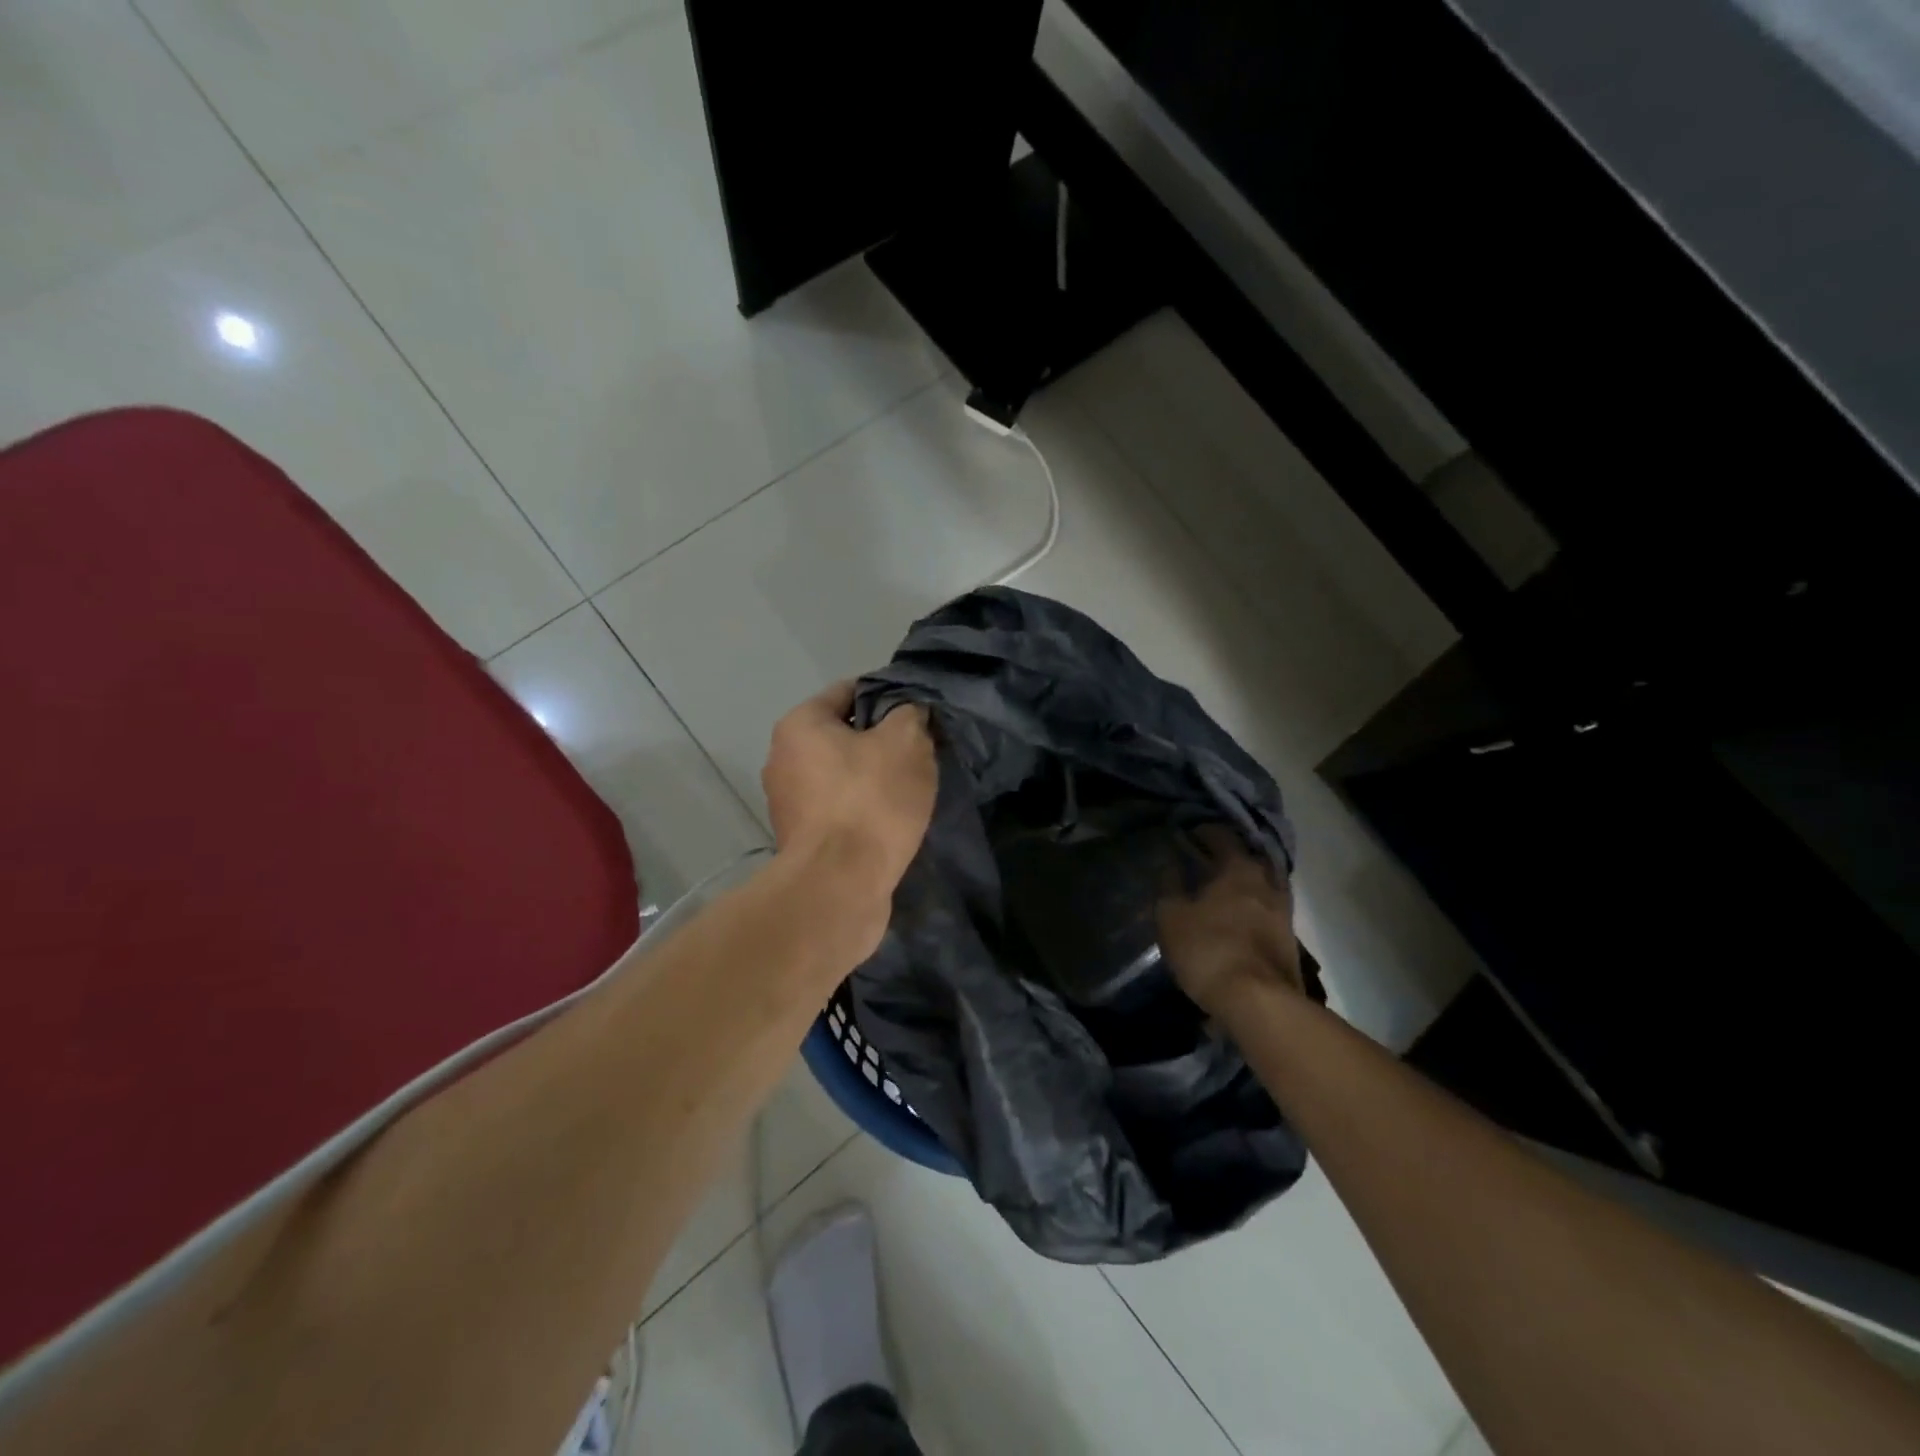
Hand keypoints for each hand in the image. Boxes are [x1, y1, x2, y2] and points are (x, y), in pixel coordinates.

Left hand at [762, 681, 936, 900]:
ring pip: (841, 776)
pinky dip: (863, 811)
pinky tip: (891, 822)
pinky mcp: (801, 840)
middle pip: (842, 736)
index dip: (885, 696)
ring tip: (911, 790)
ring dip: (873, 779)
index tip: (916, 712)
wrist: (839, 886)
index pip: (846, 691)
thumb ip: (910, 715)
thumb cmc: (870, 801)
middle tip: (919, 752)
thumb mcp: (906, 743)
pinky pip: (839, 810)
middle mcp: (783, 759)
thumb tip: (908, 713)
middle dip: (880, 741)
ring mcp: (788, 804)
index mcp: (799, 726)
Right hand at [1156, 824, 1302, 1021]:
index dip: (1203, 831)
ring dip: (1247, 880)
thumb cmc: (1209, 949)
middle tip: (1209, 857)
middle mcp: (1267, 882)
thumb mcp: (1172, 917)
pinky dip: (1255, 904)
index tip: (1187, 833)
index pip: (1222, 836)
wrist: (1259, 1003)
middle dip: (1231, 853)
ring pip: (1265, 882)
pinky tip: (1240, 914)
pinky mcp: (1289, 939)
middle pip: (1251, 856)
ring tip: (1225, 887)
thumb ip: (1170, 886)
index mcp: (1239, 868)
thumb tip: (1170, 865)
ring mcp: (1283, 911)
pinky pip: (1270, 908)